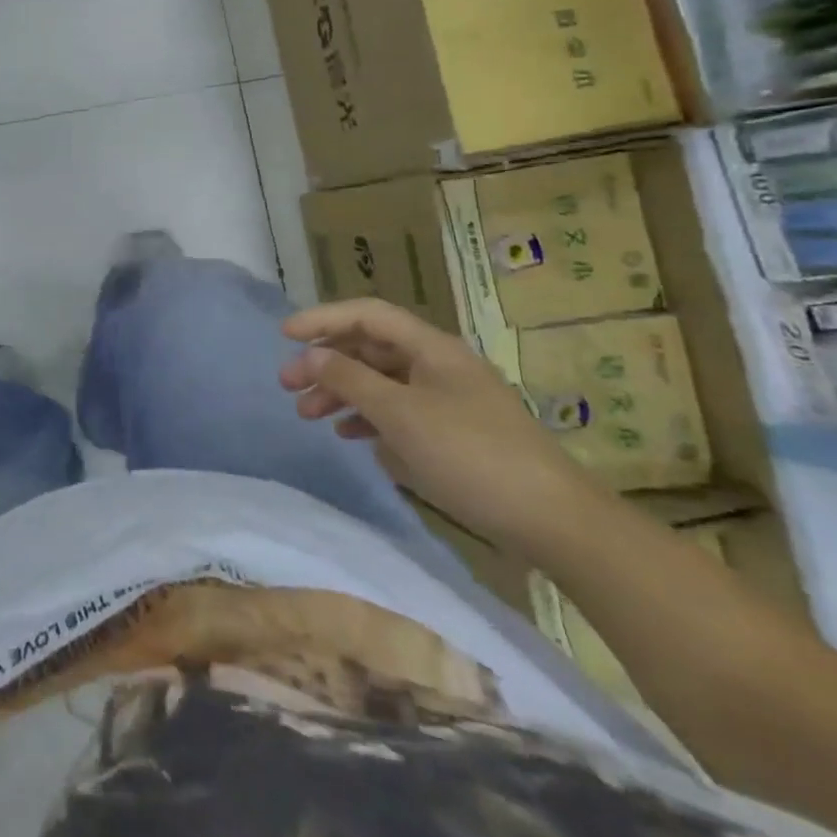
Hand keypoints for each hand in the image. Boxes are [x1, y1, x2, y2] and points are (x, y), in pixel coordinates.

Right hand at [279, 297, 599, 550]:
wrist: (552, 521)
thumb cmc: (470, 454)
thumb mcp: (400, 414)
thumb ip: (350, 380)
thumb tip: (310, 355)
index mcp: (430, 347)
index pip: (366, 315)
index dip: (322, 319)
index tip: (283, 336)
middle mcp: (437, 365)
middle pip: (369, 349)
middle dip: (325, 363)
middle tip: (287, 386)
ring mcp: (447, 399)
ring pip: (381, 382)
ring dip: (341, 393)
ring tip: (308, 415)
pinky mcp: (453, 434)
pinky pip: (398, 412)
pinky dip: (369, 419)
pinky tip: (351, 437)